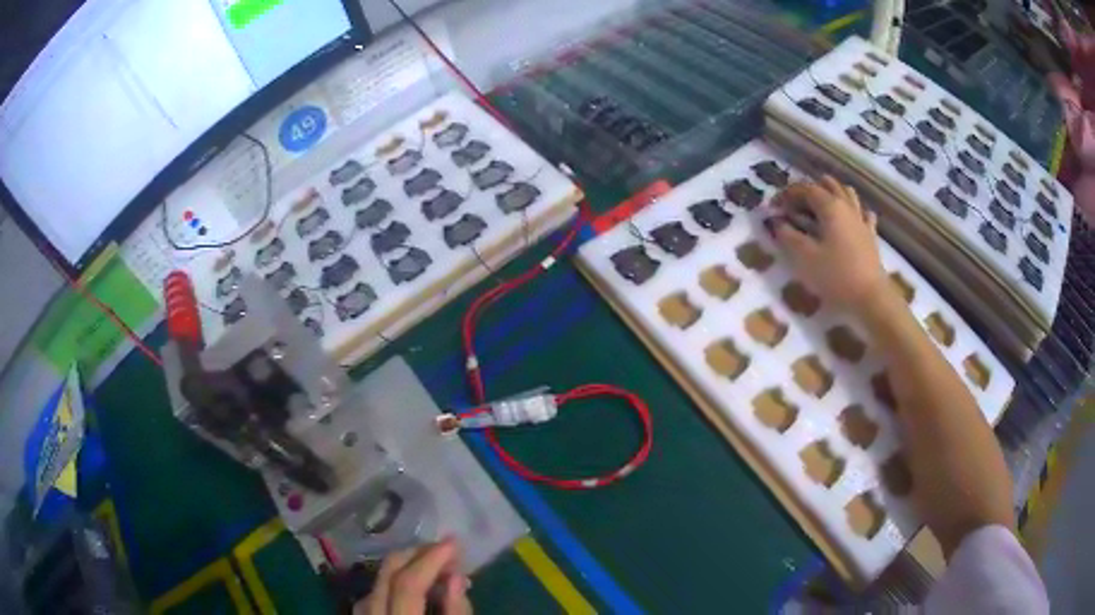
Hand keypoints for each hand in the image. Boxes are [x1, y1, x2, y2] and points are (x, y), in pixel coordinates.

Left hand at [354, 538, 470, 614]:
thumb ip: (456, 613)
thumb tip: (456, 577)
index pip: (409, 584)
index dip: (431, 560)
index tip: (454, 541)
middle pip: (386, 576)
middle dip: (415, 556)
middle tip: (444, 548)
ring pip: (374, 584)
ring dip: (401, 568)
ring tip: (429, 565)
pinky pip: (368, 599)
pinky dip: (388, 586)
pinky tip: (405, 586)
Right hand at [768, 176, 888, 310]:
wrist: (870, 297)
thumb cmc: (835, 276)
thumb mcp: (805, 258)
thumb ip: (788, 236)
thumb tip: (778, 222)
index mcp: (830, 207)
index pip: (806, 189)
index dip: (788, 193)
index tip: (775, 205)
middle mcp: (847, 206)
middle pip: (828, 186)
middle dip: (810, 190)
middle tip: (796, 204)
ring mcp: (861, 220)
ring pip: (847, 194)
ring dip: (833, 193)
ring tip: (821, 205)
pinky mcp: (870, 236)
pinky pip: (863, 214)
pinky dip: (854, 211)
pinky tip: (850, 218)